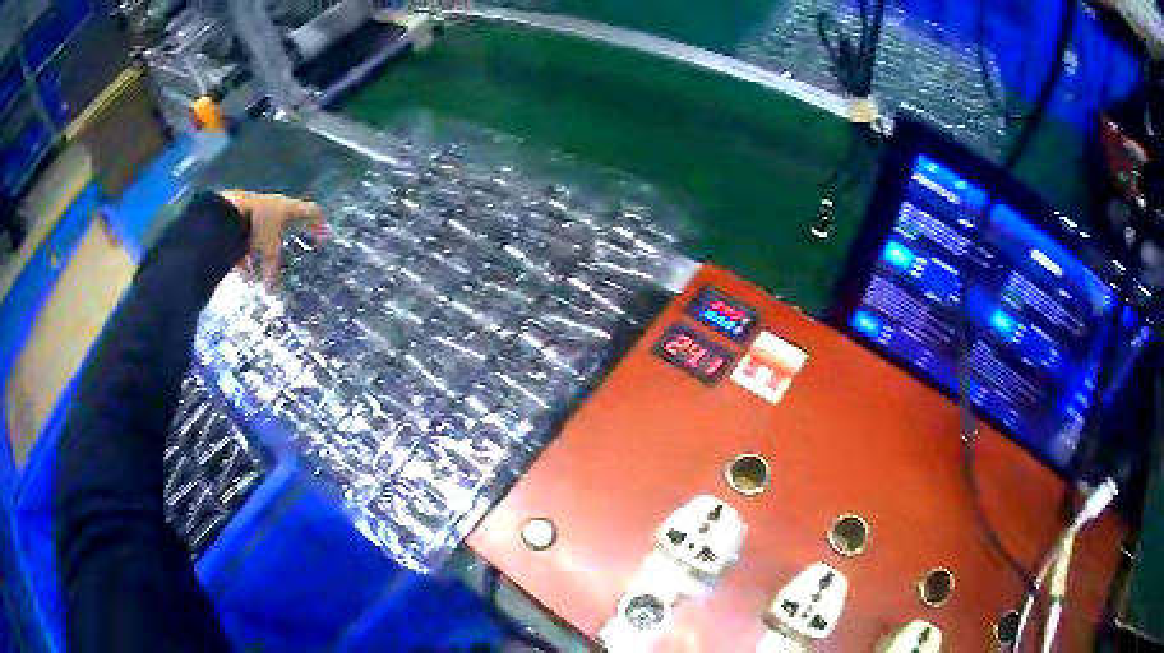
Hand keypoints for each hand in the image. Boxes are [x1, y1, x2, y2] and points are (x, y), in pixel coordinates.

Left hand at [218, 190, 324, 287]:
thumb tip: (271, 289)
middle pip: (285, 221)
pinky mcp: (240, 216)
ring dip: (263, 250)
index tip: (324, 236)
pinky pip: (248, 236)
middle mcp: (274, 205)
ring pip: (264, 231)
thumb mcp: (268, 250)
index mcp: (287, 208)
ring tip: (260, 271)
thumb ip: (272, 268)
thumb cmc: (255, 227)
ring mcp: (256, 210)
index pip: (310, 211)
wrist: (226, 213)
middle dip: (285, 239)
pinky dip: (247, 253)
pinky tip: (244, 271)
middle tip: (289, 251)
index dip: (319, 223)